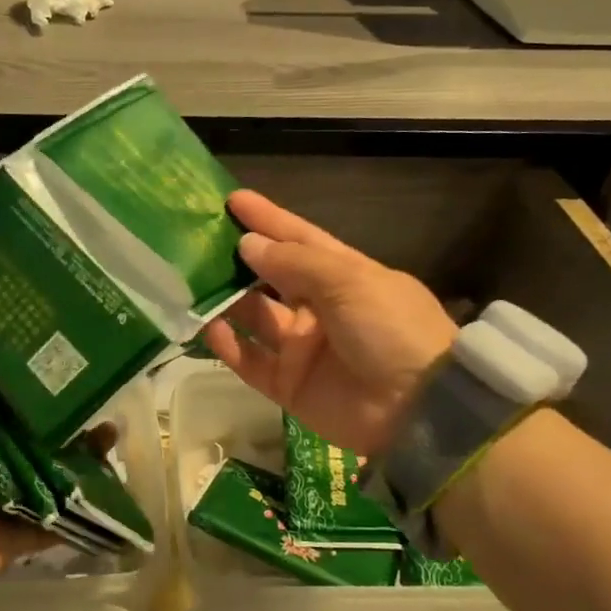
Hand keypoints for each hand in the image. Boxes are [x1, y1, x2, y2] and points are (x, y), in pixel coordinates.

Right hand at [200, 190, 457, 456]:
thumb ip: (294, 262)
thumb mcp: (350, 281)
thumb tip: (247, 243)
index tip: (232, 199)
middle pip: (269, 277)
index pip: (298, 239)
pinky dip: (226, 344)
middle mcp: (318, 308)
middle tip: (195, 241)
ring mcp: (301, 348)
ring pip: (253, 317)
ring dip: (225, 300)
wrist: (420, 410)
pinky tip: (205, 325)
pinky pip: (249, 361)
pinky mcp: (288, 385)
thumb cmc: (391, 328)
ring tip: (189, 280)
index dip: (267, 219)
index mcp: (343, 275)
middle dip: (237, 259)